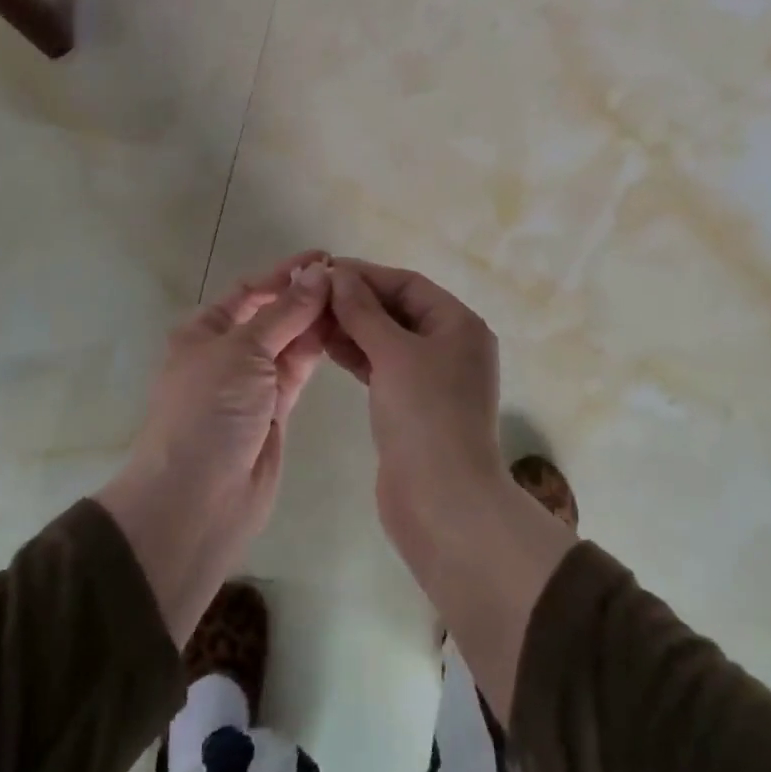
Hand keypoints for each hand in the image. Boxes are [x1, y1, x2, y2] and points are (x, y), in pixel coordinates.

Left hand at [97, 251, 332, 642]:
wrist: (196, 500)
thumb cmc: (208, 411)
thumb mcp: (243, 351)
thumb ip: (286, 312)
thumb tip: (320, 272)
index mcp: (205, 331)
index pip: (251, 290)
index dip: (285, 273)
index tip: (325, 257)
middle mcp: (227, 352)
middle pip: (272, 314)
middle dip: (305, 296)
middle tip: (350, 281)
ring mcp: (252, 383)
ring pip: (289, 342)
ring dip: (315, 321)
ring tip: (353, 301)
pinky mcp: (275, 411)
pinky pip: (297, 370)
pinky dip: (317, 350)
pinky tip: (343, 331)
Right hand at [324, 258, 506, 553]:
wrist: (442, 502)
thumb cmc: (425, 414)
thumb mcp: (393, 353)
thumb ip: (363, 311)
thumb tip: (338, 274)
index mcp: (459, 324)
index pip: (408, 284)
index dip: (366, 274)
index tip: (323, 270)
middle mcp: (451, 345)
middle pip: (398, 309)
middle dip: (356, 301)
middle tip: (311, 295)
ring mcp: (433, 378)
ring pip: (388, 339)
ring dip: (353, 327)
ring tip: (312, 318)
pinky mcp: (413, 405)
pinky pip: (383, 366)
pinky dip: (358, 355)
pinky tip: (327, 347)